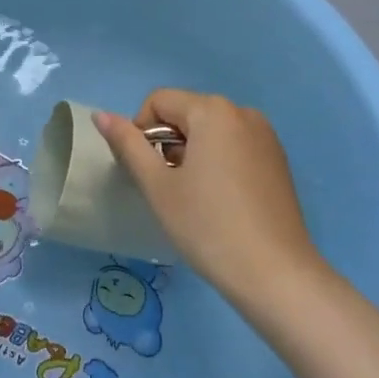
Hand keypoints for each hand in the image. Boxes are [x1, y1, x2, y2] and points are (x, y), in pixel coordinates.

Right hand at [92, 90, 324, 309]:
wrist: (276, 275)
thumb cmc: (208, 226)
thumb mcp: (158, 186)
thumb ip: (127, 144)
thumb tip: (101, 115)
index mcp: (213, 110)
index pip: (159, 101)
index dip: (141, 132)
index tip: (148, 173)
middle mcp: (242, 112)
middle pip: (186, 113)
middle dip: (168, 143)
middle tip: (169, 188)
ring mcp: (265, 135)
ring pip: (211, 130)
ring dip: (192, 153)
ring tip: (195, 197)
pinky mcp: (278, 160)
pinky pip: (235, 145)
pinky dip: (218, 162)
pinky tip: (221, 201)